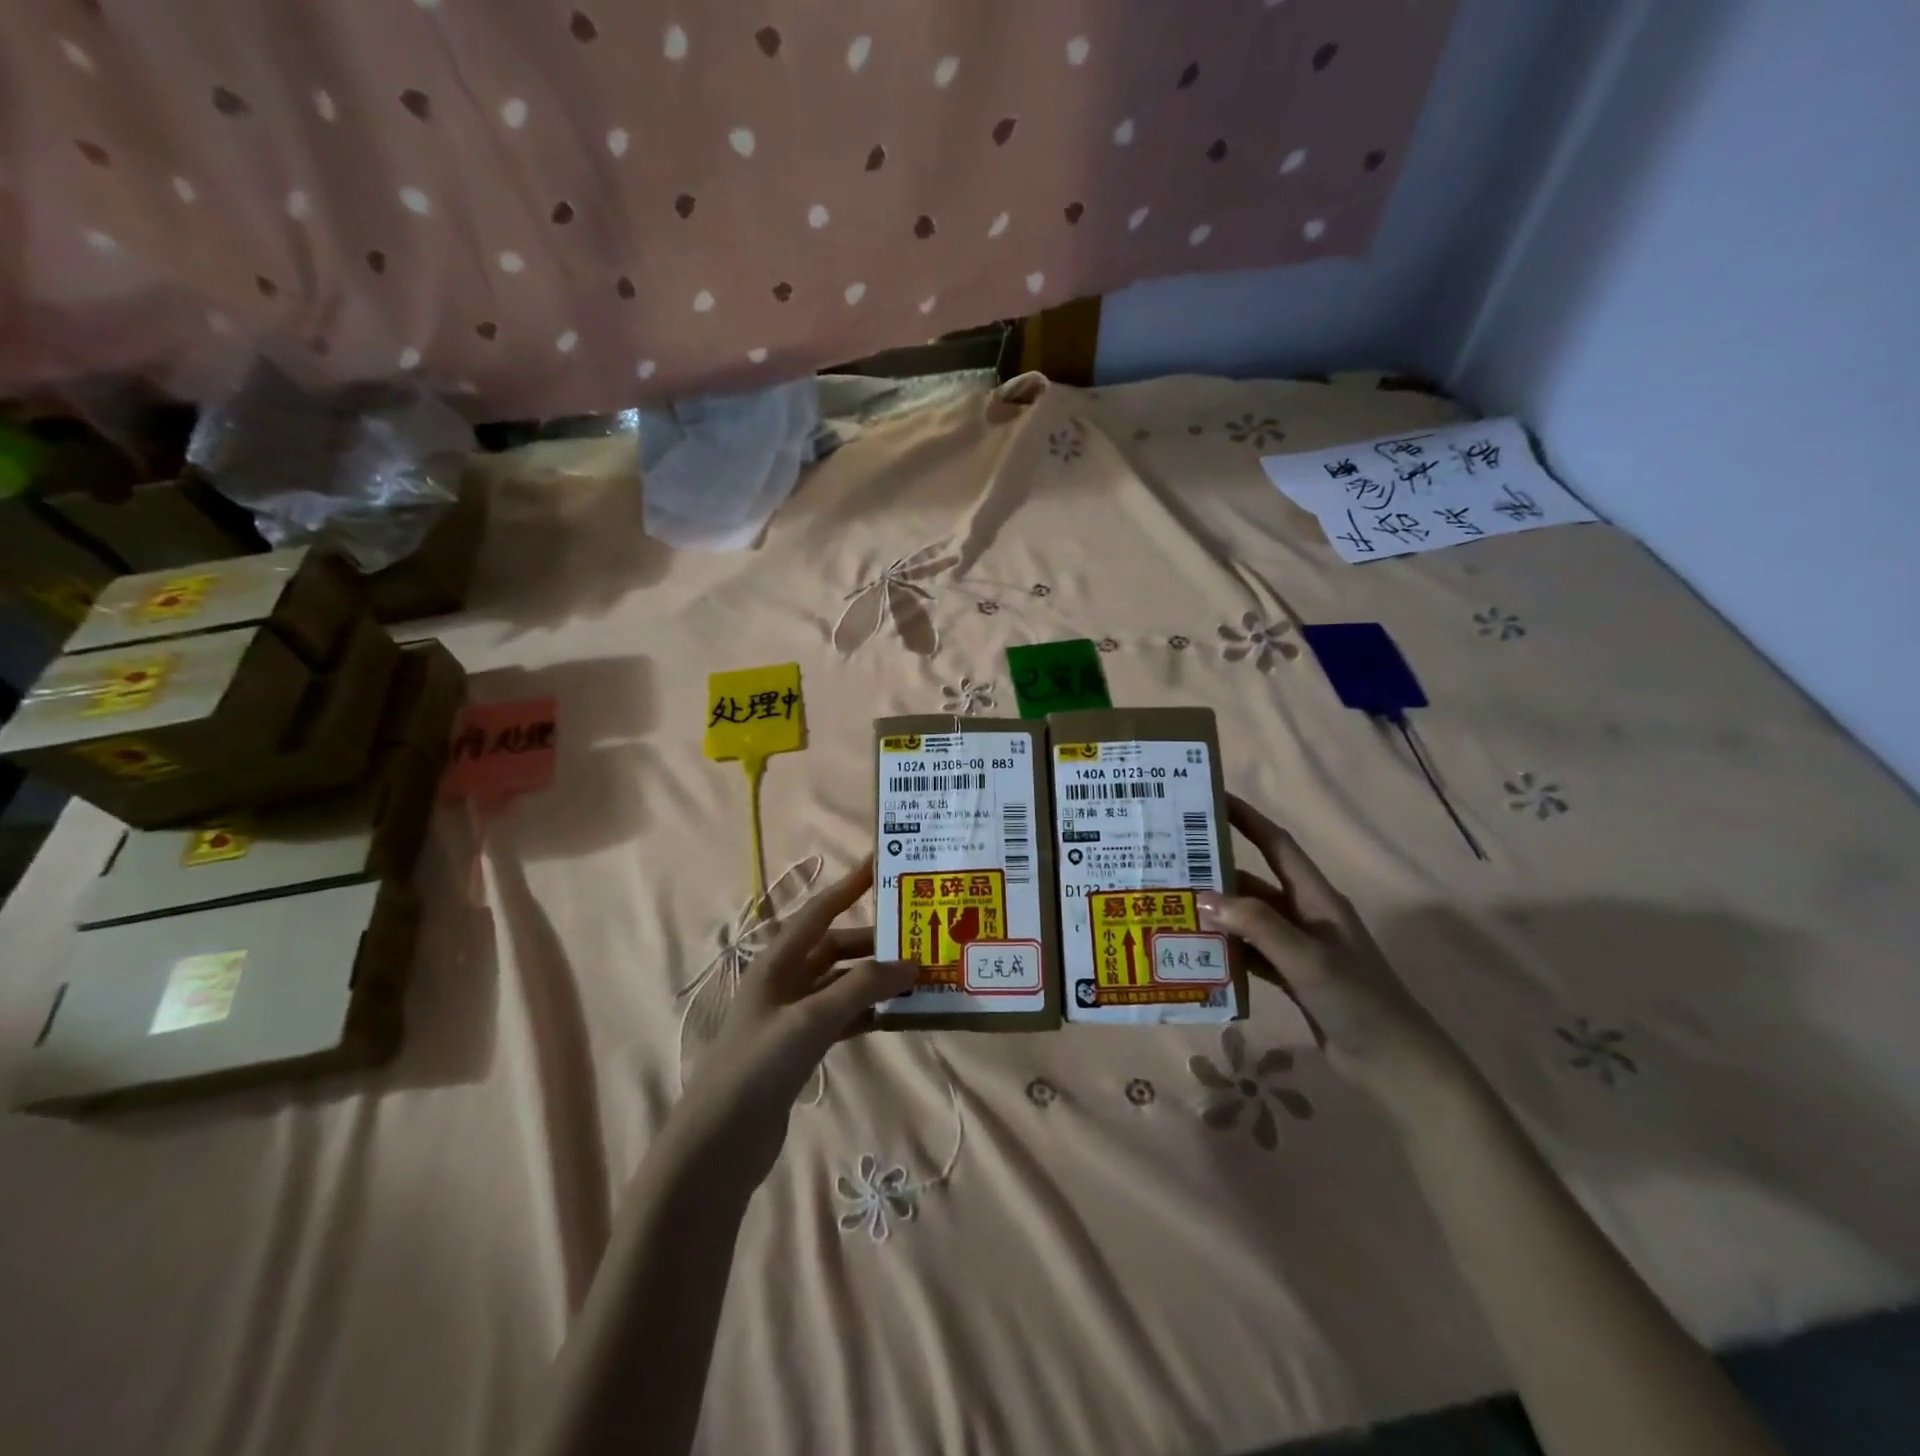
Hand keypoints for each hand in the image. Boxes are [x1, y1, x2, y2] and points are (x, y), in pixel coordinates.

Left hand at [676, 858, 916, 1176]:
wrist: (719, 1142)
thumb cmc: (760, 1065)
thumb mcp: (812, 1019)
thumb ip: (862, 987)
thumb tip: (911, 962)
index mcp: (778, 960)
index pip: (821, 910)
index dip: (850, 885)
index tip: (883, 863)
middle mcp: (786, 979)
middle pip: (837, 946)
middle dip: (875, 941)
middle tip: (919, 937)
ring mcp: (793, 1013)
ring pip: (843, 981)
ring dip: (876, 978)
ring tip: (918, 976)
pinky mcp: (801, 1045)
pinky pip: (843, 1014)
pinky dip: (868, 1010)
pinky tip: (896, 1014)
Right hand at [1198, 795, 1462, 1101]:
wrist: (1394, 1066)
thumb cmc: (1357, 1000)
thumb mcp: (1307, 958)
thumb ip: (1257, 925)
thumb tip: (1203, 897)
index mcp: (1317, 899)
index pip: (1277, 846)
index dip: (1247, 819)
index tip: (1211, 800)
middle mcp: (1305, 916)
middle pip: (1254, 882)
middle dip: (1216, 870)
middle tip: (1171, 861)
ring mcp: (1298, 948)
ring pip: (1248, 920)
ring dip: (1216, 913)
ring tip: (1171, 905)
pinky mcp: (1291, 978)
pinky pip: (1249, 953)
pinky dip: (1224, 949)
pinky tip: (1194, 951)